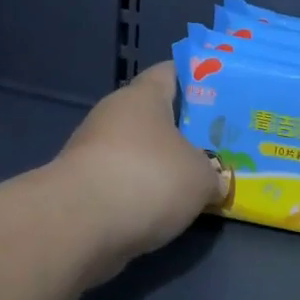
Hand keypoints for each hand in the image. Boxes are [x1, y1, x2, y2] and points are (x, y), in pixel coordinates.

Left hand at [51, 62, 228, 280]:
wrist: (79, 227)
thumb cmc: (148, 178)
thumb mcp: (200, 177)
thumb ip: (212, 175)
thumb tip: (214, 182)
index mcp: (142, 96)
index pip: (170, 72)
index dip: (196, 79)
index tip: (221, 92)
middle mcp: (113, 116)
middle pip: (154, 116)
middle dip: (183, 130)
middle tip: (218, 144)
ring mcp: (92, 152)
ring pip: (138, 152)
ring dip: (161, 166)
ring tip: (196, 183)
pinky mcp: (82, 189)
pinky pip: (123, 184)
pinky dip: (142, 195)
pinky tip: (166, 211)